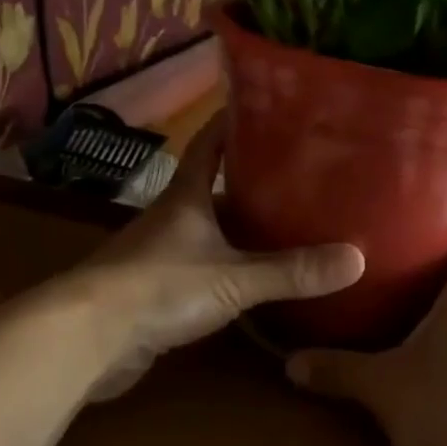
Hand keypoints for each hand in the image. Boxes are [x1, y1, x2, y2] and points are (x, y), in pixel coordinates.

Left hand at [77, 114, 364, 397]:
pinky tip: (254, 277)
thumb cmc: (160, 287)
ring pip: (209, 228)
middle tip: (300, 175)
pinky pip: (202, 266)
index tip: (268, 108)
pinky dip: (228, 265)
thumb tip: (357, 258)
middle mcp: (172, 216)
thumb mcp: (233, 278)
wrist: (89, 337)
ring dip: (241, 226)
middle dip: (252, 179)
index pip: (209, 142)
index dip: (234, 121)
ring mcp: (161, 252)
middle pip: (214, 186)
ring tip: (289, 224)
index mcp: (186, 195)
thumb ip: (291, 271)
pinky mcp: (156, 289)